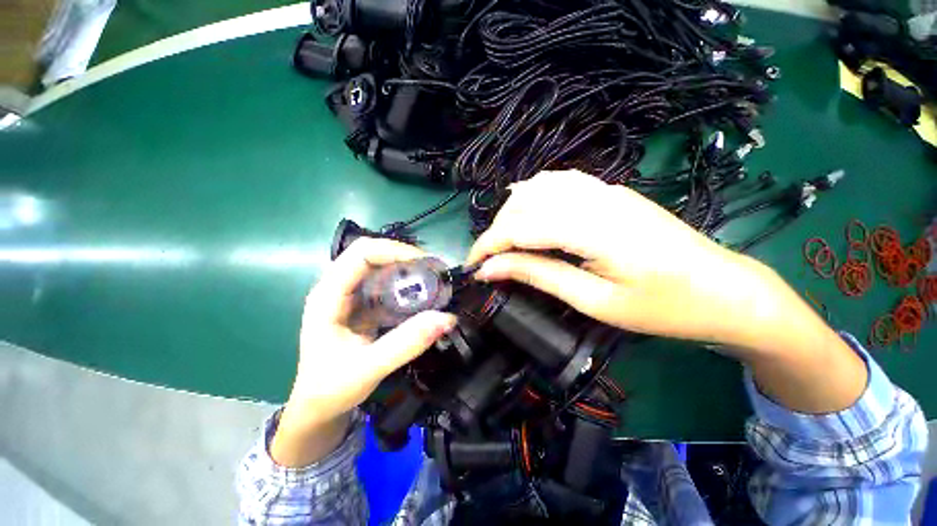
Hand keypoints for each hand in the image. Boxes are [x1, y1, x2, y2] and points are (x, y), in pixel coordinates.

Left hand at [272, 238, 455, 466]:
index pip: (361, 254)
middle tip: (435, 272)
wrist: (318, 407)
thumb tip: (448, 318)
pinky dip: (406, 285)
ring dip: (407, 270)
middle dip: (405, 258)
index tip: (426, 264)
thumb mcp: (369, 368)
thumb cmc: (332, 389)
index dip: (394, 251)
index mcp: (328, 295)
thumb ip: (407, 344)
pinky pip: (386, 285)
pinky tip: (422, 296)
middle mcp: (337, 288)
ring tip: (434, 281)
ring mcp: (350, 296)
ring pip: (380, 268)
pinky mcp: (362, 305)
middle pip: (372, 255)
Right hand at [467, 170, 765, 347]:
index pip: (522, 227)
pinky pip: (559, 182)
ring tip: (504, 240)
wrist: (724, 289)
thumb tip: (493, 269)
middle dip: (497, 230)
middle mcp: (597, 198)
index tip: (472, 266)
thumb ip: (539, 276)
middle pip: (526, 202)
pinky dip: (533, 196)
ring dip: (512, 212)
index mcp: (597, 230)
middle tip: (488, 259)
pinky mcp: (611, 191)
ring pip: (539, 186)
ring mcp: (606, 189)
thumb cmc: (664, 308)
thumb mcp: (596, 302)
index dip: (489, 245)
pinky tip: (528, 212)